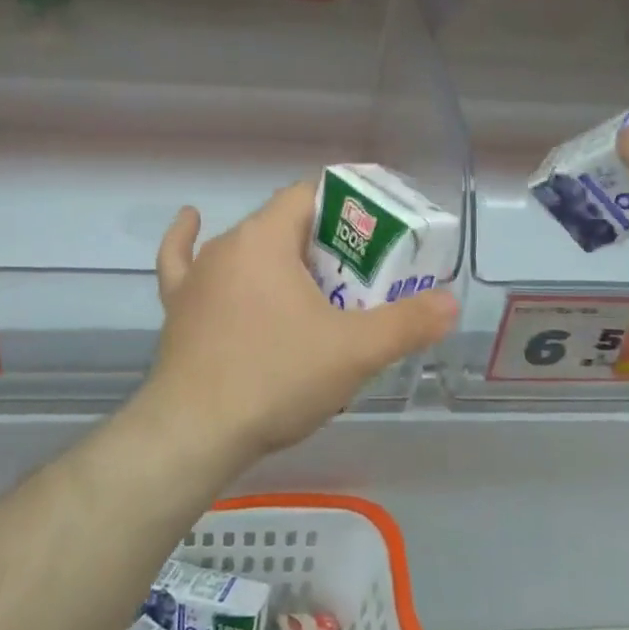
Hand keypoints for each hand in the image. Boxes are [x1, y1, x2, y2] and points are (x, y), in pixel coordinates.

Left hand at [142, 183, 457, 461]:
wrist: (195, 432)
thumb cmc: (277, 378)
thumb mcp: (355, 351)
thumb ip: (407, 323)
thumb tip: (451, 303)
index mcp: (267, 238)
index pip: (308, 196)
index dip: (344, 207)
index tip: (373, 234)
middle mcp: (227, 245)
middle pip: (282, 224)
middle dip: (322, 243)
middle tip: (358, 278)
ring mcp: (197, 276)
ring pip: (244, 249)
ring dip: (276, 257)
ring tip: (308, 281)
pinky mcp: (177, 307)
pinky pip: (183, 262)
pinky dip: (189, 243)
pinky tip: (192, 225)